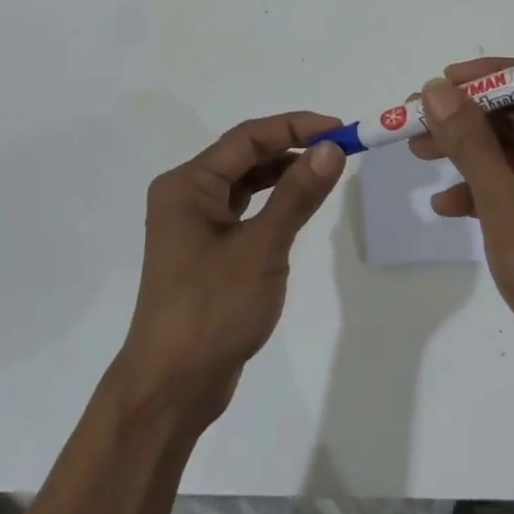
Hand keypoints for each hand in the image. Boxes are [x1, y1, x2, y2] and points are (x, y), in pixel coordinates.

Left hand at [118, 113, 345, 429]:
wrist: (172, 386)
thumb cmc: (211, 310)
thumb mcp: (261, 248)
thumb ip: (297, 195)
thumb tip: (332, 148)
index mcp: (187, 184)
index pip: (247, 138)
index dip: (295, 127)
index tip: (341, 129)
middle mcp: (186, 195)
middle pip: (244, 156)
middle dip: (292, 148)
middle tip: (341, 149)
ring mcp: (194, 225)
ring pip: (245, 183)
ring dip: (284, 175)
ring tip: (327, 172)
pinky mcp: (206, 251)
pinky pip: (244, 211)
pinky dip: (272, 203)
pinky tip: (299, 207)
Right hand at [412, 62, 513, 401]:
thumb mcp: (507, 205)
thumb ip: (471, 144)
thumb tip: (436, 90)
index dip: (490, 78)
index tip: (442, 80)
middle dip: (468, 119)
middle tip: (415, 118)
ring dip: (468, 153)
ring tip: (417, 153)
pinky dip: (482, 191)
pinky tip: (446, 205)